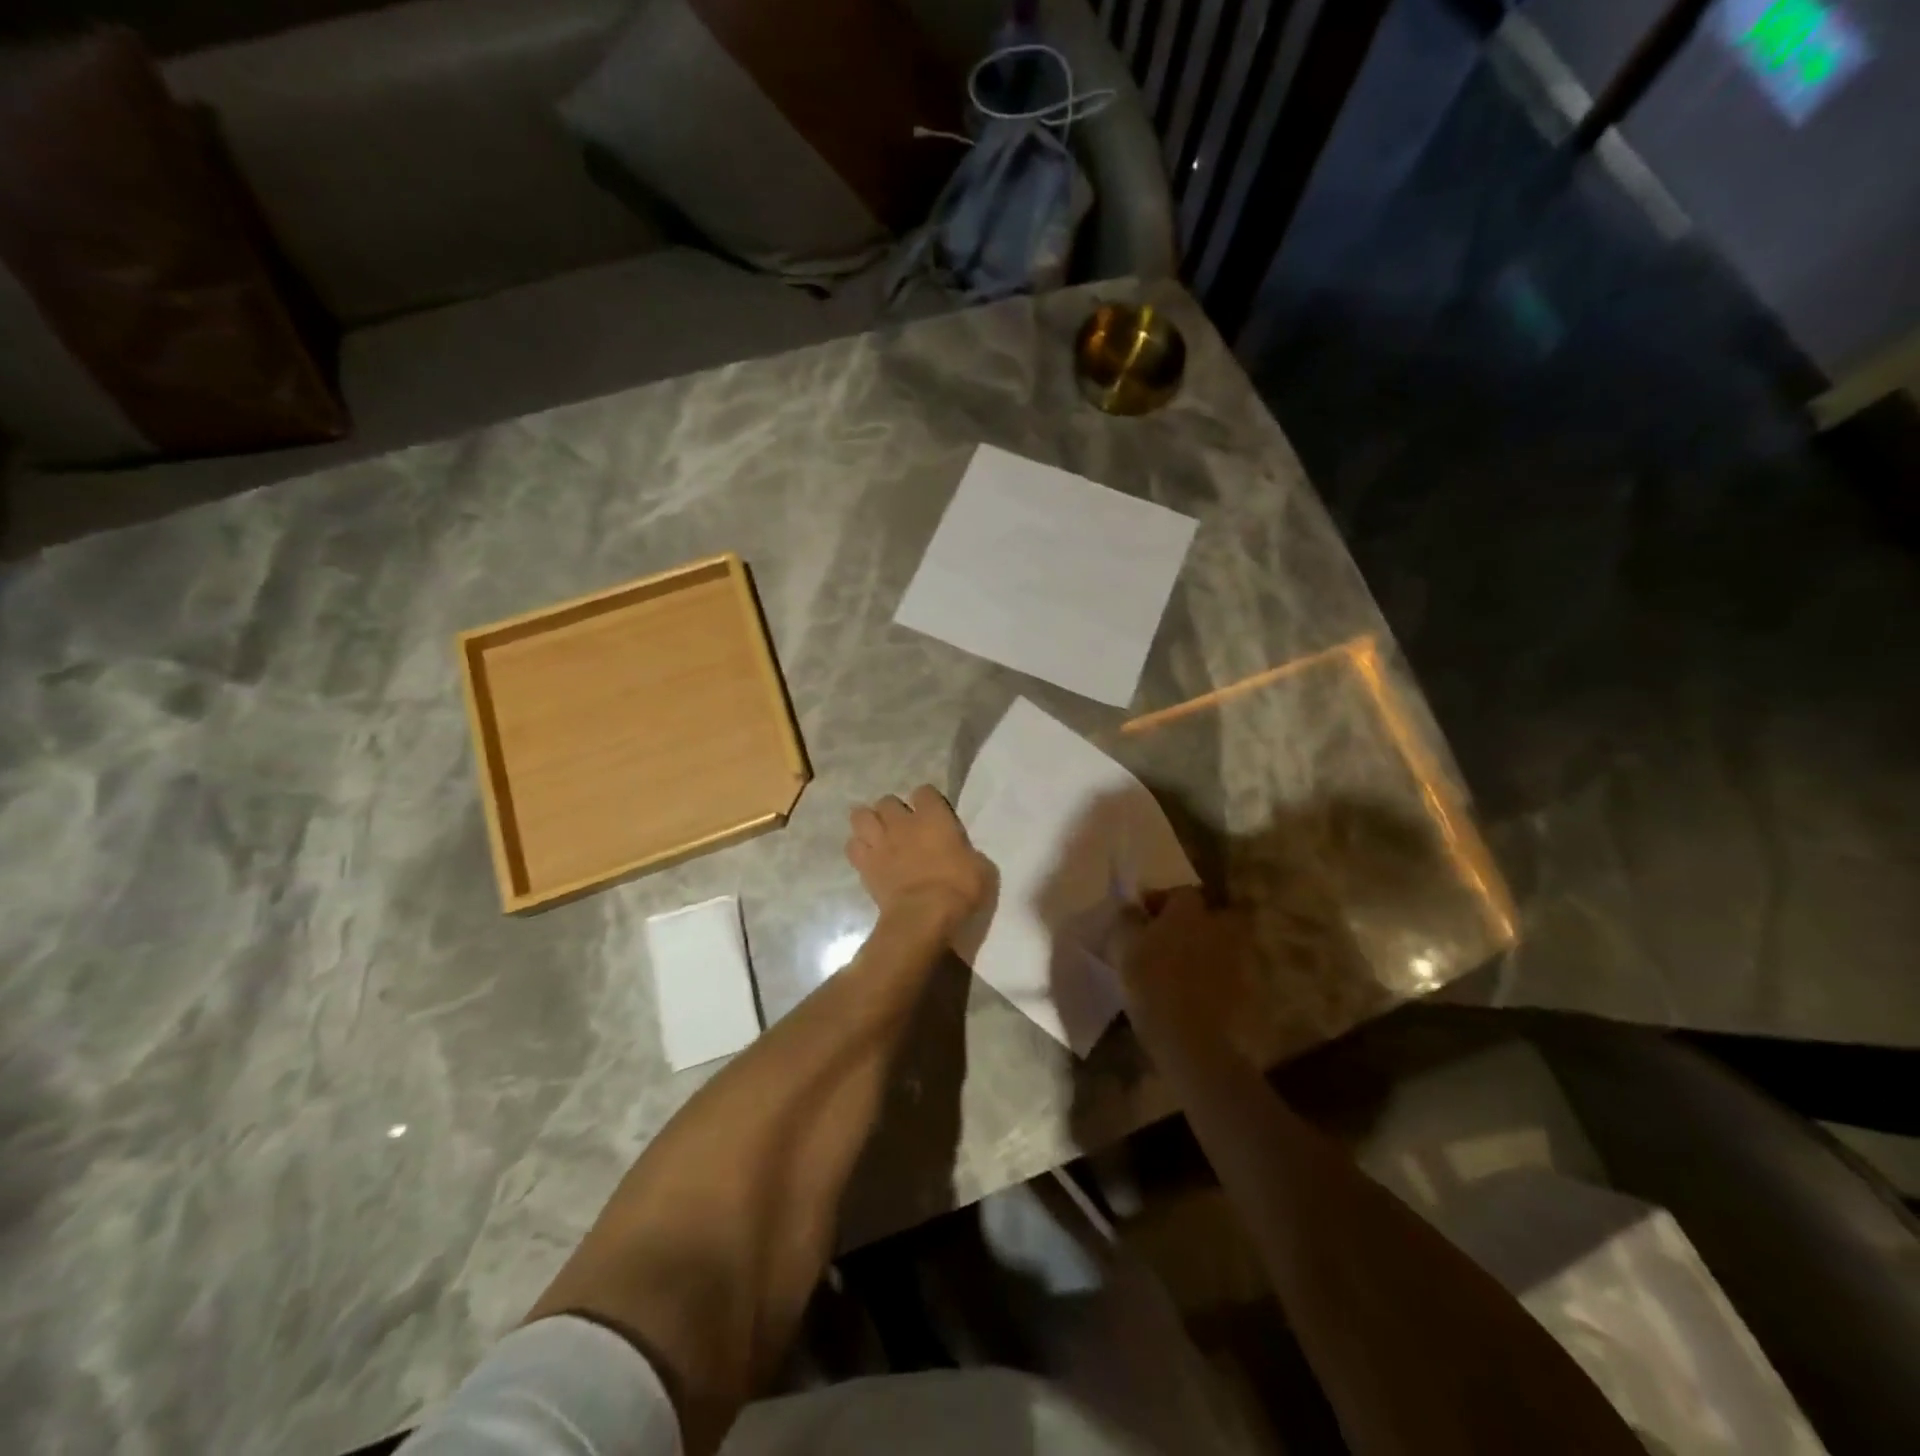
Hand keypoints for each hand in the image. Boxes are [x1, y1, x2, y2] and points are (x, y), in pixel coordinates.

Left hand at [846, 786, 992, 932]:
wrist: (923, 916)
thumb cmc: (958, 889)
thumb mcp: (981, 869)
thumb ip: (968, 854)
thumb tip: (963, 856)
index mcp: (933, 817)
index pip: (925, 791)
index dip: (928, 801)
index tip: (933, 814)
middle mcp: (902, 822)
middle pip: (887, 801)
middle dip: (893, 811)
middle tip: (903, 828)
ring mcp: (879, 842)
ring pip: (861, 816)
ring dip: (869, 823)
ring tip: (879, 836)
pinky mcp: (864, 864)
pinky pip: (852, 846)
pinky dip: (858, 848)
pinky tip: (868, 857)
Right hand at [1110, 887, 1247, 1033]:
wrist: (1192, 1039)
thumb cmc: (1152, 984)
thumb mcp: (1124, 946)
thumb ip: (1128, 920)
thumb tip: (1132, 907)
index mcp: (1189, 911)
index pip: (1181, 892)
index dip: (1162, 901)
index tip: (1144, 917)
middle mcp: (1219, 926)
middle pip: (1215, 913)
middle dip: (1198, 920)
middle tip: (1175, 936)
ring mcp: (1238, 958)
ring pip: (1225, 942)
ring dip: (1209, 948)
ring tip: (1186, 966)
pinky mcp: (1248, 990)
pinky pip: (1231, 972)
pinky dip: (1218, 976)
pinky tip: (1198, 991)